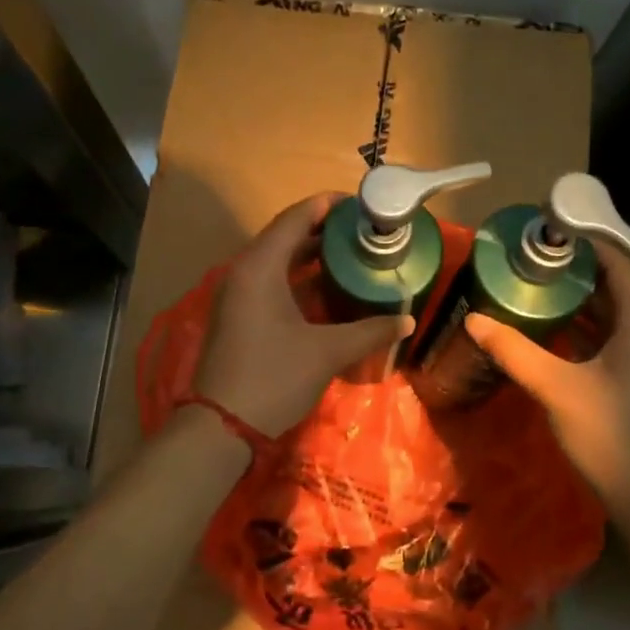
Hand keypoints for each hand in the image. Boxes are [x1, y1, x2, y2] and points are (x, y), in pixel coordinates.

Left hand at [193, 193, 413, 436]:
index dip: (327, 205)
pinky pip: (270, 281)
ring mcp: (237, 294)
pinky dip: (298, 278)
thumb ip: (370, 331)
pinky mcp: (237, 314)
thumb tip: (408, 321)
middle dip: (324, 230)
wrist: (221, 426)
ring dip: (311, 255)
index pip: (295, 218)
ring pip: (277, 260)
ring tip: (352, 253)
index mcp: (260, 267)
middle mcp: (243, 271)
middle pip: (285, 236)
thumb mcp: (327, 352)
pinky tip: (327, 288)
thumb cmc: (274, 377)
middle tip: (363, 230)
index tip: (361, 203)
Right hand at [467, 247, 629, 524]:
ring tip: (532, 285)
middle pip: (614, 287)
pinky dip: (580, 326)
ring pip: (609, 314)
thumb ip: (514, 350)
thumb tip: (473, 319)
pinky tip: (546, 329)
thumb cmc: (609, 433)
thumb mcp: (556, 387)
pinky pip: (608, 337)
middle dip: (575, 270)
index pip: (619, 266)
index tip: (549, 231)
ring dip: (576, 299)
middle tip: (530, 258)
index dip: (588, 244)